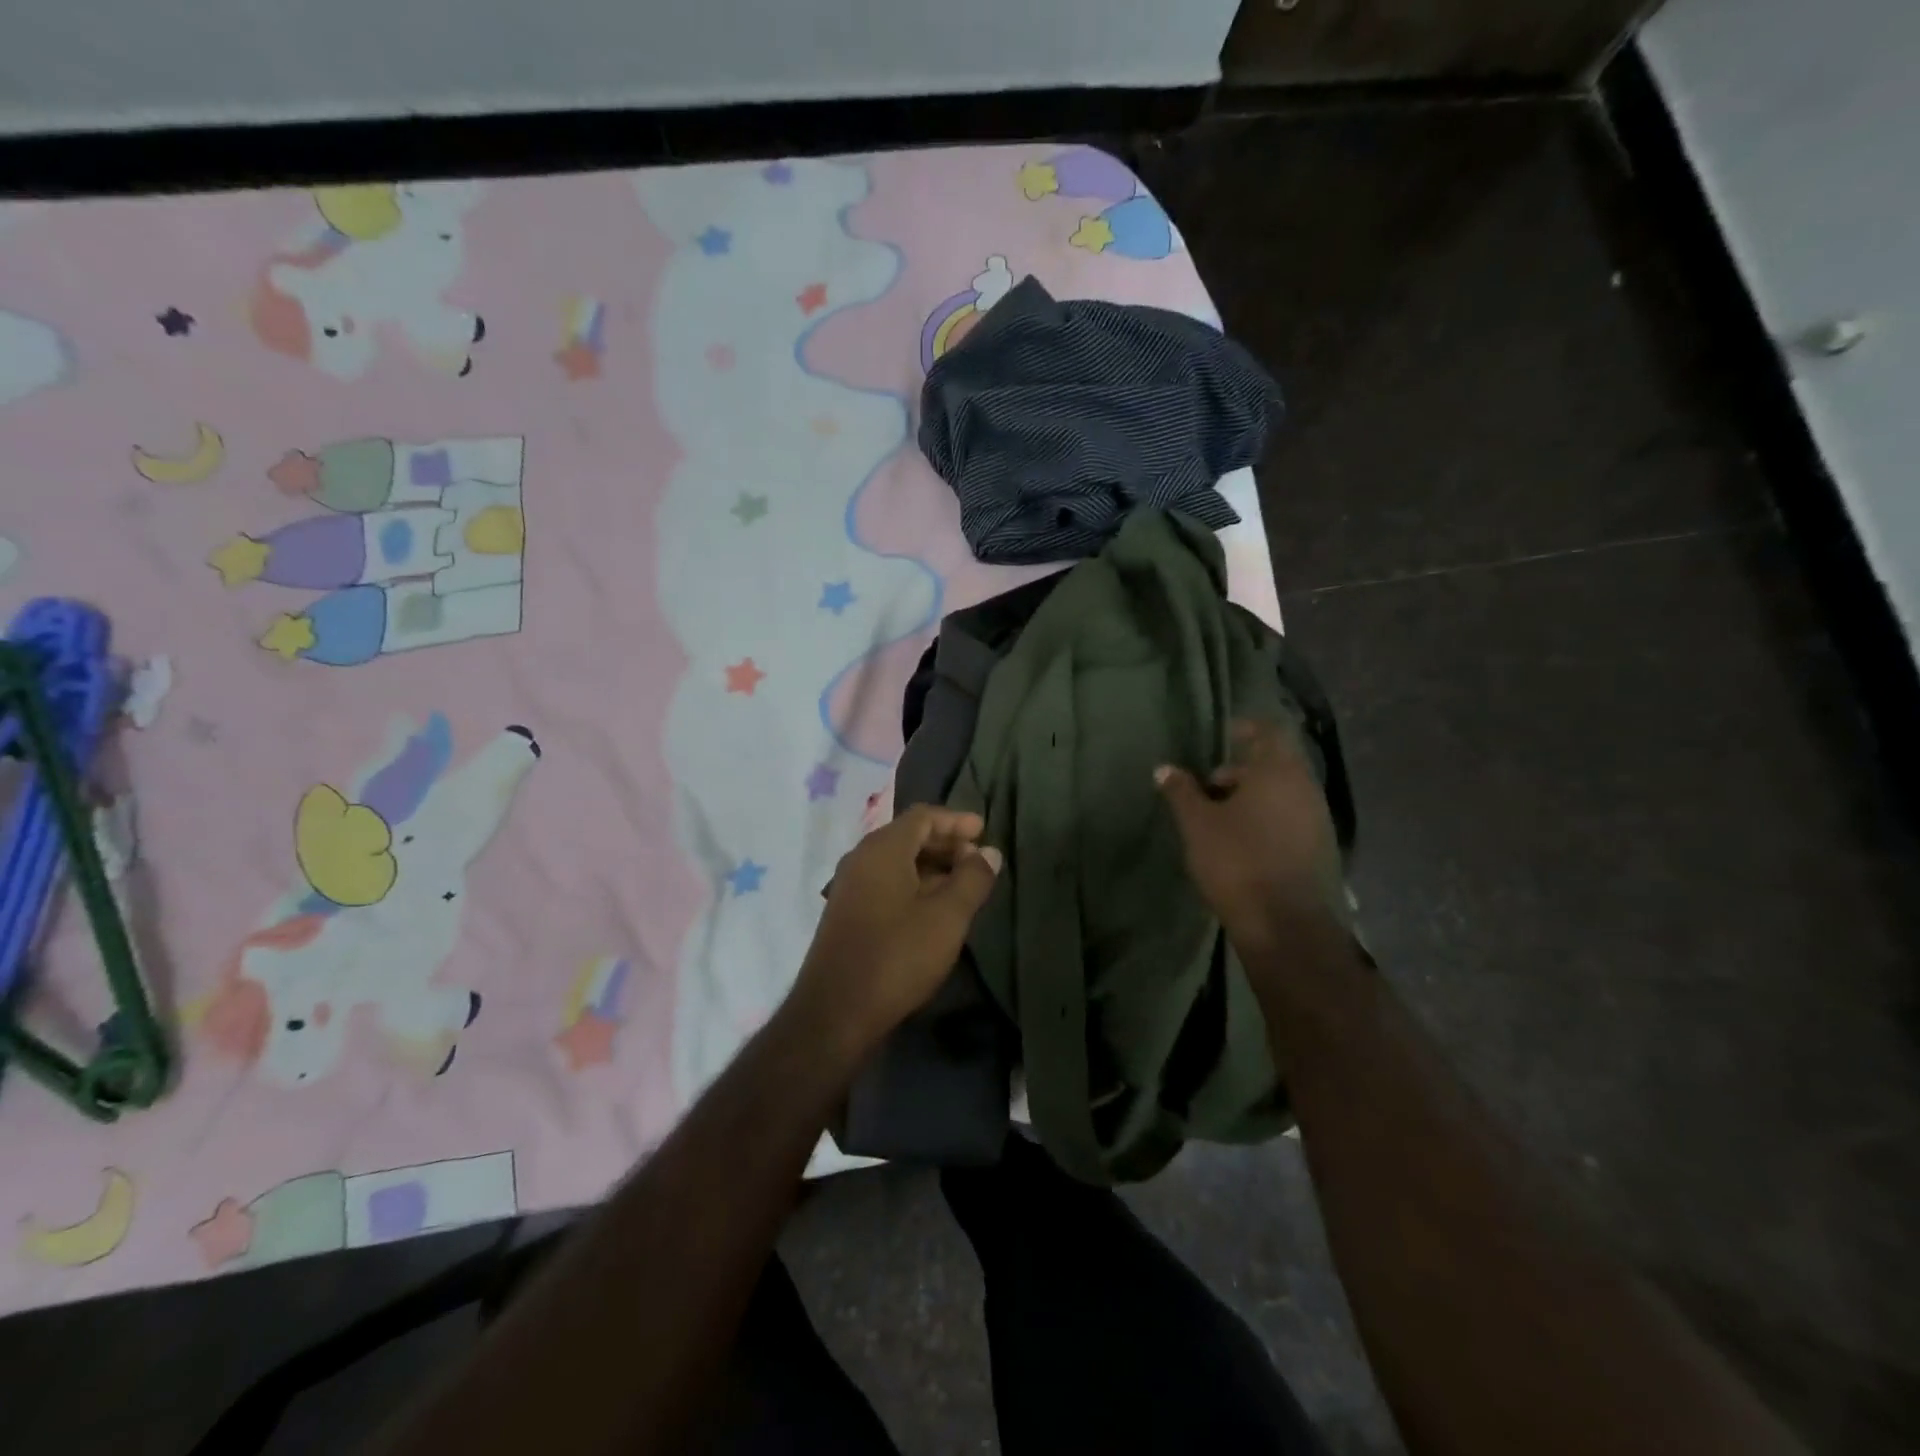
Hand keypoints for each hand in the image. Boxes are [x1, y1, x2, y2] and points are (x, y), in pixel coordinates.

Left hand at [792, 806, 1002, 1050]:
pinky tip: (933, 908)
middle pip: (908, 836)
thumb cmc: (897, 956)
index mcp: (882, 849)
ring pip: (896, 861)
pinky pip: (885, 882)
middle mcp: (861, 858)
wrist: (836, 1012)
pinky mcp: (847, 912)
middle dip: (945, 842)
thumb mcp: (947, 917)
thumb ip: (972, 879)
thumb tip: (989, 852)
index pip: (922, 816)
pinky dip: (913, 883)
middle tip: (978, 859)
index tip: (984, 831)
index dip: (956, 820)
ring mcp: (850, 886)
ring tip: (963, 885)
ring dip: (931, 866)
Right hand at [1156, 719, 1342, 952]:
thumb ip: (1181, 791)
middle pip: (1273, 765)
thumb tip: (1164, 768)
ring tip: (1217, 818)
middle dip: (1239, 772)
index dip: (1243, 730)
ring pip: (1281, 794)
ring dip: (1251, 798)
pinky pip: (1289, 819)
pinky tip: (1241, 842)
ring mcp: (1318, 820)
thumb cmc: (1237, 861)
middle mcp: (1306, 788)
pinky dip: (1265, 820)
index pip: (1266, 731)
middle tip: (1206, 787)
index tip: (1217, 738)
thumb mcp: (1197, 824)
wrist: (1285, 925)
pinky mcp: (1319, 849)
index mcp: (1279, 771)